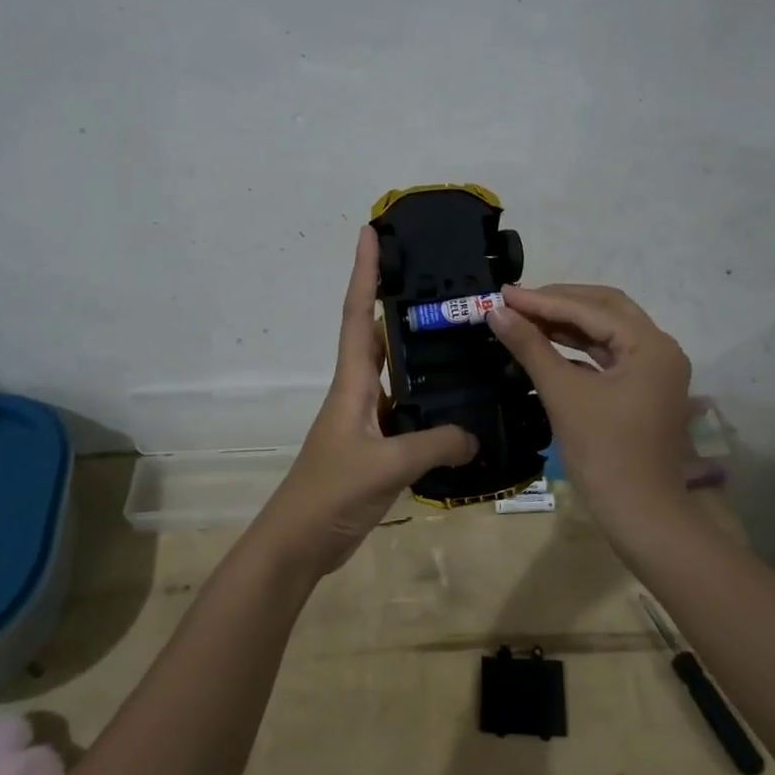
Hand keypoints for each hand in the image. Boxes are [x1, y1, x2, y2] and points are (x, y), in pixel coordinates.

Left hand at [254, 227, 476, 574]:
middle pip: (375, 334)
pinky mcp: (376, 446)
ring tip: (457, 333)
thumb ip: (435, 444)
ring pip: (395, 372)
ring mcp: (366, 419)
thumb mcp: (386, 464)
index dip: (364, 272)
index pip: (356, 313)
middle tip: (434, 278)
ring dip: (416, 350)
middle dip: (394, 300)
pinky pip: (406, 410)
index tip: (370, 232)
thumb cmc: (331, 493)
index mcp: (351, 383)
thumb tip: (475, 435)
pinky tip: (457, 403)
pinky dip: (428, 401)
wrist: (299, 543)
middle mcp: (358, 391)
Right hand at [488, 284, 692, 526]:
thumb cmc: (604, 453)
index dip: (543, 300)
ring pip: (606, 332)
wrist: (640, 515)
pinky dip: (576, 348)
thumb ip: (530, 347)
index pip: (591, 309)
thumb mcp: (563, 394)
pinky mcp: (642, 389)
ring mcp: (653, 370)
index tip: (503, 293)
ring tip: (523, 318)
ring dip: (566, 324)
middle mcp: (659, 349)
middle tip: (515, 301)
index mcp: (650, 345)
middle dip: (558, 303)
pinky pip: (607, 355)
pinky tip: (545, 345)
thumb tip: (496, 312)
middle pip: (605, 309)